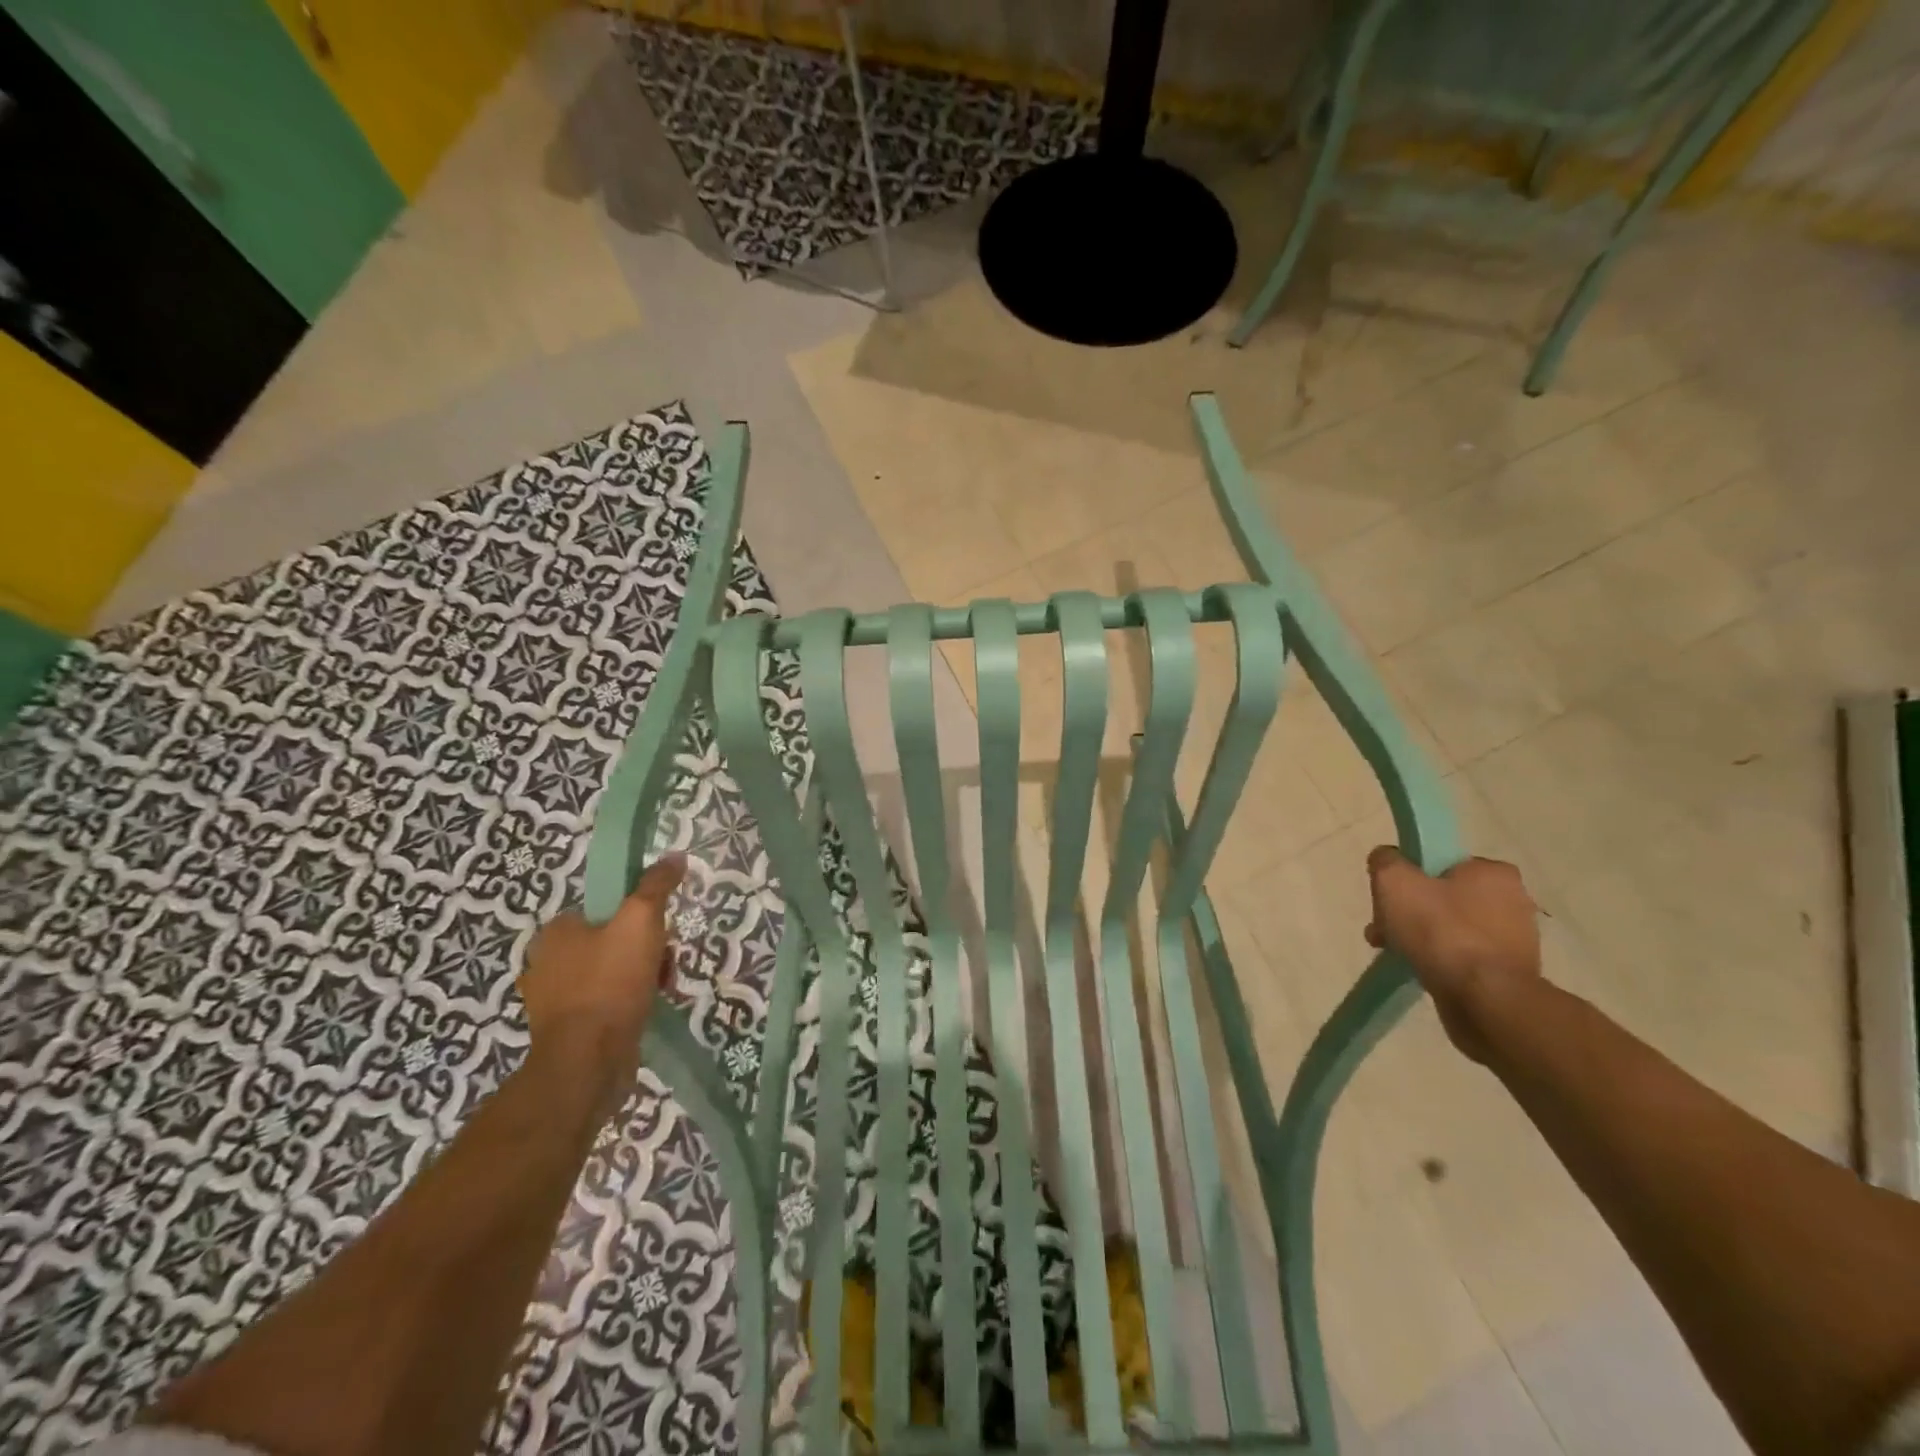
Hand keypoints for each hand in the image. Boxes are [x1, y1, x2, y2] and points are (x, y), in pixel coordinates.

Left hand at [518, 856, 685, 1122]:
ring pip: (615, 972)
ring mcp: (556, 999)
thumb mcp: (641, 920)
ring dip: (644, 976)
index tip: (660, 930)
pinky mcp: (569, 1030)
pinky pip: (609, 1002)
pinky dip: (631, 1002)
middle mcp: (548, 963)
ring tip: (662, 988)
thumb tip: (674, 856)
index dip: (639, 914)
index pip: (606, 908)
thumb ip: (656, 886)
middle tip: (664, 962)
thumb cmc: (610, 983)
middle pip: (615, 940)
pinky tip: (648, 1009)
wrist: (588, 1061)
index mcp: (556, 932)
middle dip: (647, 949)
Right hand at [1365, 847, 1540, 1061]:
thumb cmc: (1441, 932)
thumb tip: (1386, 859)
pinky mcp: (1509, 973)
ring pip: (1450, 929)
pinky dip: (1439, 961)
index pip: (1441, 864)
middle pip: (1442, 898)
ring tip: (1394, 953)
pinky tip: (1418, 970)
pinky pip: (1462, 957)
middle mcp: (1513, 901)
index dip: (1409, 878)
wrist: (1484, 1000)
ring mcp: (1514, 941)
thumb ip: (1385, 861)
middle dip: (1408, 913)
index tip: (1389, 898)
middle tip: (1383, 930)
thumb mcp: (1395, 882)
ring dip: (1419, 938)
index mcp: (1494, 873)